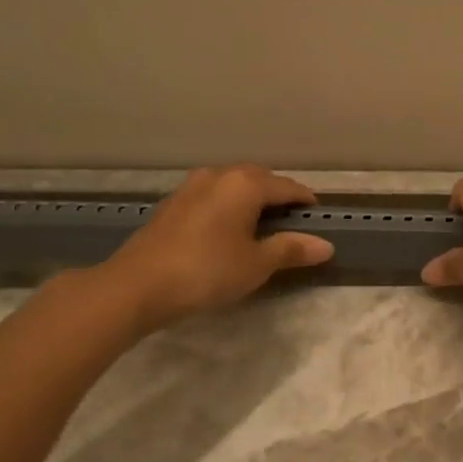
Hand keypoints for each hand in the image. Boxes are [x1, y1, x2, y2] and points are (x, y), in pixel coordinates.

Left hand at [97, 166, 333, 330]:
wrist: (137, 285)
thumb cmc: (206, 271)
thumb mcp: (256, 264)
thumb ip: (291, 250)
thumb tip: (326, 245)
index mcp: (245, 184)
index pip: (288, 187)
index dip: (306, 203)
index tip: (319, 220)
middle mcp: (219, 175)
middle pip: (260, 179)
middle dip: (279, 197)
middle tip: (293, 224)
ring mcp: (191, 187)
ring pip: (233, 185)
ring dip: (251, 200)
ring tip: (261, 227)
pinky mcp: (173, 204)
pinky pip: (213, 196)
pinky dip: (228, 207)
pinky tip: (227, 231)